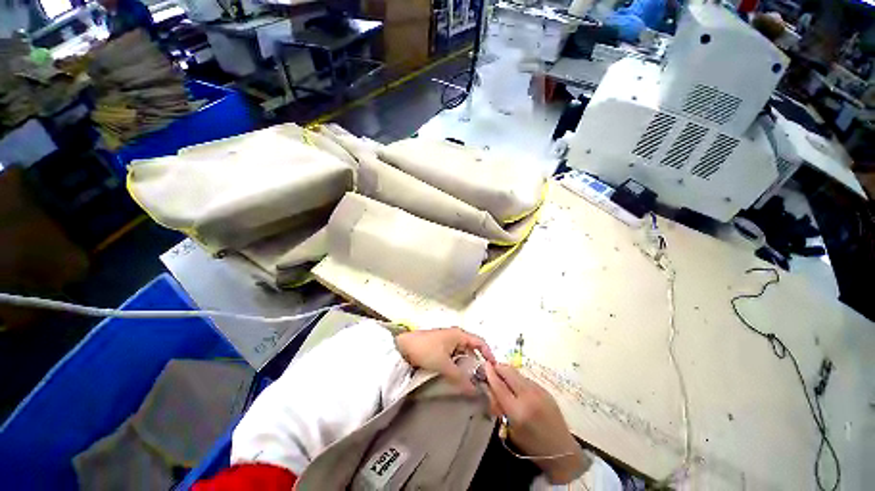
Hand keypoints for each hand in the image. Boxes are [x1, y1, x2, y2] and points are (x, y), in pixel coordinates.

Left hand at [395, 327, 495, 394]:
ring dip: (466, 368)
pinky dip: (457, 367)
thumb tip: (474, 391)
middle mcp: (456, 336)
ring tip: (470, 383)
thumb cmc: (426, 349)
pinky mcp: (440, 349)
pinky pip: (454, 358)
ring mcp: (448, 342)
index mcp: (459, 334)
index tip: (494, 370)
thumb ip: (460, 377)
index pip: (480, 342)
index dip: (488, 354)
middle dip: (477, 365)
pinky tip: (457, 378)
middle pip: (472, 350)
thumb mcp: (444, 364)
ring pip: (462, 356)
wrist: (403, 346)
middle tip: (482, 382)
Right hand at [484, 363, 590, 483]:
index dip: (490, 373)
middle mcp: (528, 397)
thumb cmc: (532, 445)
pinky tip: (517, 386)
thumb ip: (500, 407)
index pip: (499, 385)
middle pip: (509, 372)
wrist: (561, 450)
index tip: (485, 365)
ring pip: (518, 373)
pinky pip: (526, 379)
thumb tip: (490, 389)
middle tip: (492, 369)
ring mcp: (538, 391)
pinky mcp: (545, 390)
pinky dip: (518, 379)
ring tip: (503, 377)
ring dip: (508, 372)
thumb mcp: (511, 429)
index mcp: (517, 411)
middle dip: (499, 368)